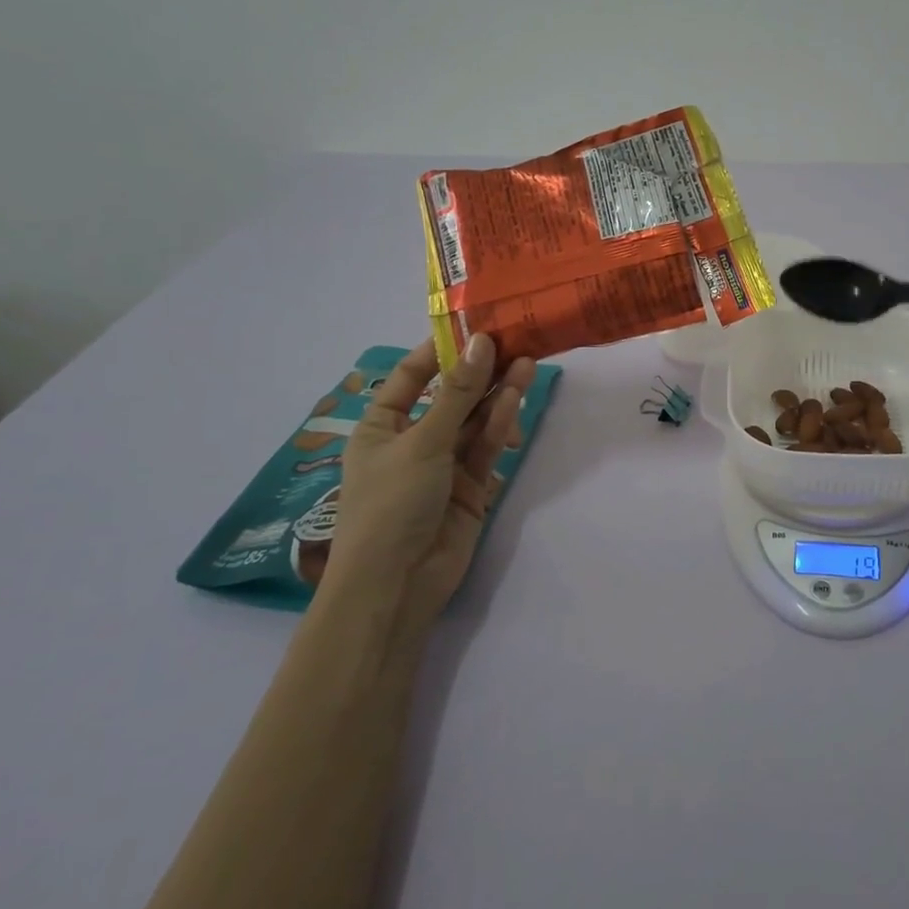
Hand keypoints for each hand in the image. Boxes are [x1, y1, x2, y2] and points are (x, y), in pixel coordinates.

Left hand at [326, 334, 537, 619]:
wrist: (397, 583)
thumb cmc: (391, 503)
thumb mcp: (422, 440)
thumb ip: (458, 393)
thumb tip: (481, 343)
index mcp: (381, 425)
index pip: (411, 377)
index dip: (440, 350)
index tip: (474, 325)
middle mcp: (412, 440)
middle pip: (451, 397)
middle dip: (480, 372)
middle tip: (514, 340)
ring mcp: (443, 464)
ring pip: (474, 420)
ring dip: (497, 394)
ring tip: (527, 363)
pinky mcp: (471, 486)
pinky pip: (485, 447)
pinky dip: (500, 424)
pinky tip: (517, 398)